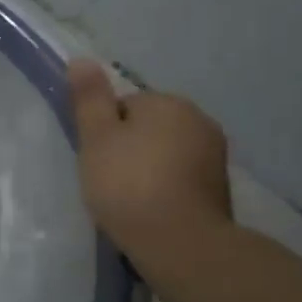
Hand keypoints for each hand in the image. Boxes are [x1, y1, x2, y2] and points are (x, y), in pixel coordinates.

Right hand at [68, 59, 231, 284]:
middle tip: (108, 180)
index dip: (105, 131)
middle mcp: (198, 120)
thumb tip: (81, 59)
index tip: (95, 159)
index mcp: (168, 103)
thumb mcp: (96, 139)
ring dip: (149, 168)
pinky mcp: (219, 187)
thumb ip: (89, 99)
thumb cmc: (128, 185)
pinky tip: (151, 209)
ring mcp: (214, 155)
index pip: (125, 104)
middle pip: (149, 127)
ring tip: (128, 199)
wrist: (179, 242)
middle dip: (129, 148)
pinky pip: (182, 177)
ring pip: (167, 152)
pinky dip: (166, 188)